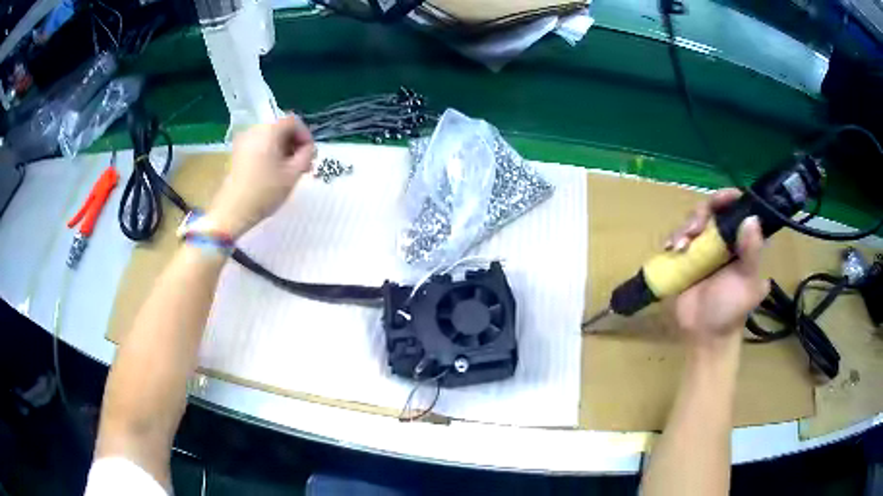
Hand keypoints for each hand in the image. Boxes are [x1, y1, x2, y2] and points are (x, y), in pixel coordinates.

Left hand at [207, 115, 314, 238]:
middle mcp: (255, 130)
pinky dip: (270, 153)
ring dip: (283, 149)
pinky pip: (259, 146)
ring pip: (270, 138)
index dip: (306, 135)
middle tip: (303, 164)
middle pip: (281, 128)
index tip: (310, 154)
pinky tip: (274, 172)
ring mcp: (243, 142)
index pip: (294, 122)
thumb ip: (306, 155)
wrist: (233, 211)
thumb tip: (308, 149)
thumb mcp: (293, 174)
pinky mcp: (237, 154)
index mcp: (269, 131)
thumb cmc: (265, 192)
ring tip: (289, 170)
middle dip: (294, 143)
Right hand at [668, 189, 769, 351]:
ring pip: (691, 222)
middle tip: (695, 229)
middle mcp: (722, 241)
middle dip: (701, 214)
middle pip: (710, 210)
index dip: (728, 198)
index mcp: (741, 242)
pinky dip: (672, 239)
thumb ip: (751, 253)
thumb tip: (751, 219)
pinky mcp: (684, 259)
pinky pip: (676, 238)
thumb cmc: (730, 310)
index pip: (736, 209)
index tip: (721, 199)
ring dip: (684, 228)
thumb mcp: (746, 282)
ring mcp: (702, 249)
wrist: (704, 335)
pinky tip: (670, 249)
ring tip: (680, 247)